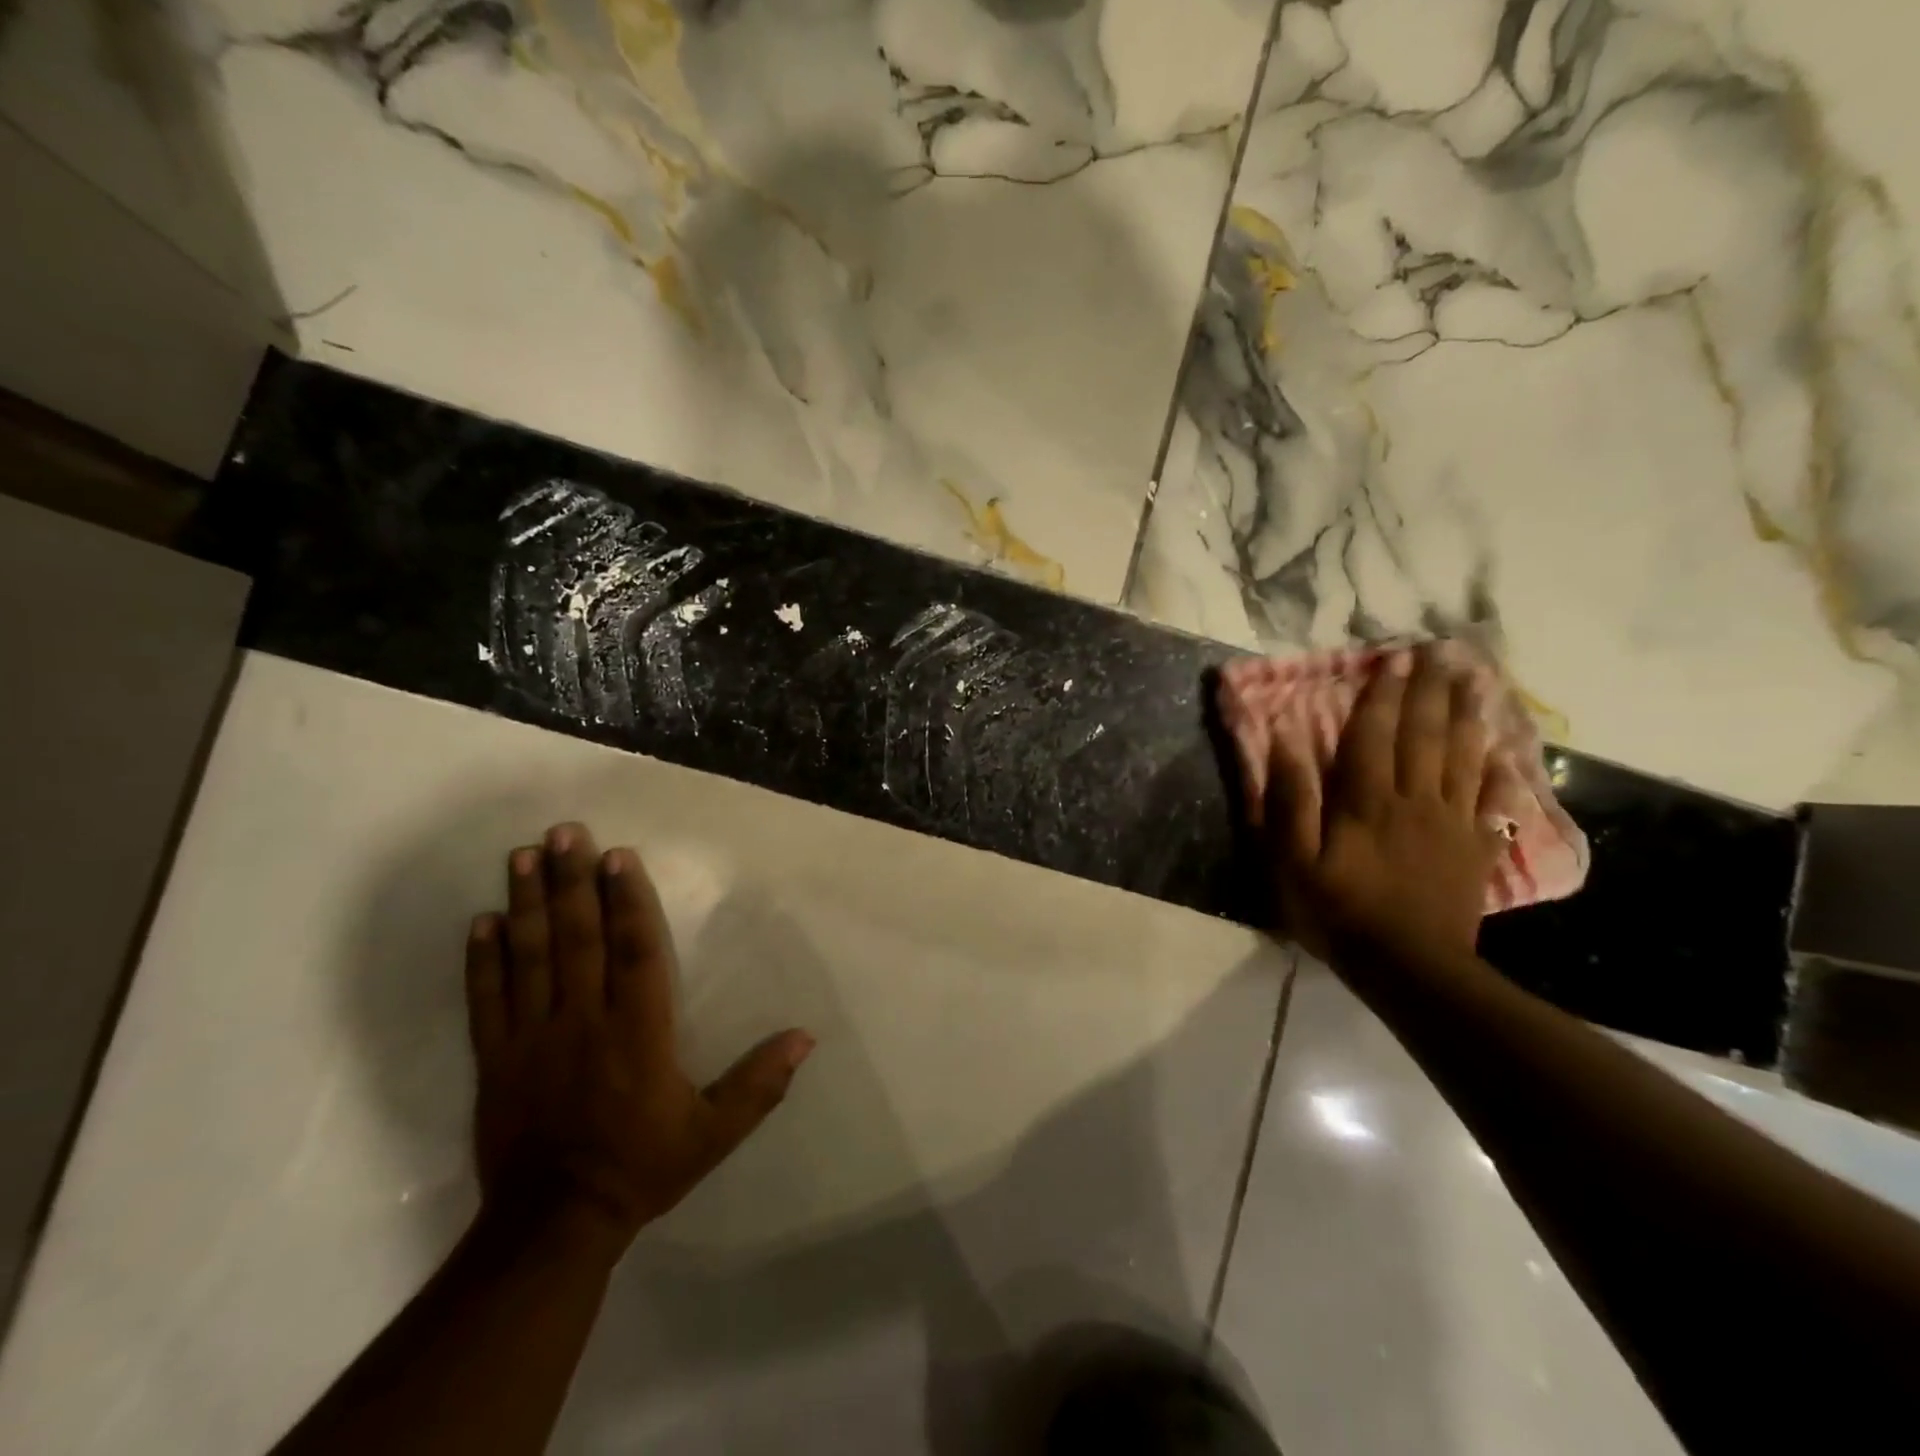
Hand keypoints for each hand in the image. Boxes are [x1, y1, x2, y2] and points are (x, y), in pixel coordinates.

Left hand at [464, 823, 812, 1254]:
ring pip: (530, 959)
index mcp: (637, 1033)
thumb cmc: (641, 1167)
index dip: (627, 901)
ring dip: (527, 904)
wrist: (554, 1225)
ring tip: (521, 857)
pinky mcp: (497, 1060)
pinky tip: (482, 921)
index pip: (634, 952)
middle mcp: (583, 1022)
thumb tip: (806, 1037)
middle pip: (578, 940)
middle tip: (563, 832)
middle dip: (571, 882)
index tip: (618, 857)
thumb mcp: (713, 1133)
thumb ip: (758, 1083)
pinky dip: (483, 959)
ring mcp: (533, 1038)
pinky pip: (487, 1000)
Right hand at [1263, 645, 1504, 964]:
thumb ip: (1290, 801)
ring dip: (1466, 715)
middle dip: (1429, 692)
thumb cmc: (1338, 911)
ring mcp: (1450, 822)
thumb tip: (1286, 744)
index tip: (1391, 661)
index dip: (1380, 697)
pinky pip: (1487, 799)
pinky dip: (1494, 769)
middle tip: (1441, 654)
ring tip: (1474, 681)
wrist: (1408, 967)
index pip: (1373, 735)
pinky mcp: (1473, 849)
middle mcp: (1414, 799)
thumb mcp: (1292, 861)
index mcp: (1367, 800)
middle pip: (1423, 735)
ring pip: (1461, 756)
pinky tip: (1500, 749)